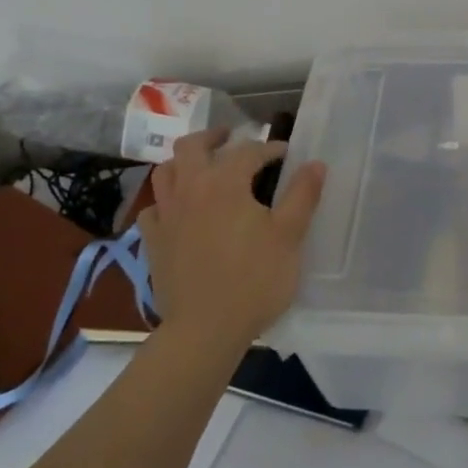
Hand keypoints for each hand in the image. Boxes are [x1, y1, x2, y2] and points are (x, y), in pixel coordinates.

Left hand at [138, 127, 326, 354]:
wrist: (205, 330)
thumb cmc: (254, 279)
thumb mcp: (289, 235)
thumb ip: (302, 194)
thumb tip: (315, 163)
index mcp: (224, 182)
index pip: (248, 151)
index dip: (270, 149)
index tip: (287, 155)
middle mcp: (189, 189)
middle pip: (192, 147)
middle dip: (214, 137)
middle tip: (231, 138)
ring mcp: (166, 216)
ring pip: (166, 172)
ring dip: (184, 162)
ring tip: (202, 166)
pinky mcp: (152, 243)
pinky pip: (153, 209)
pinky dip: (165, 200)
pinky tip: (178, 210)